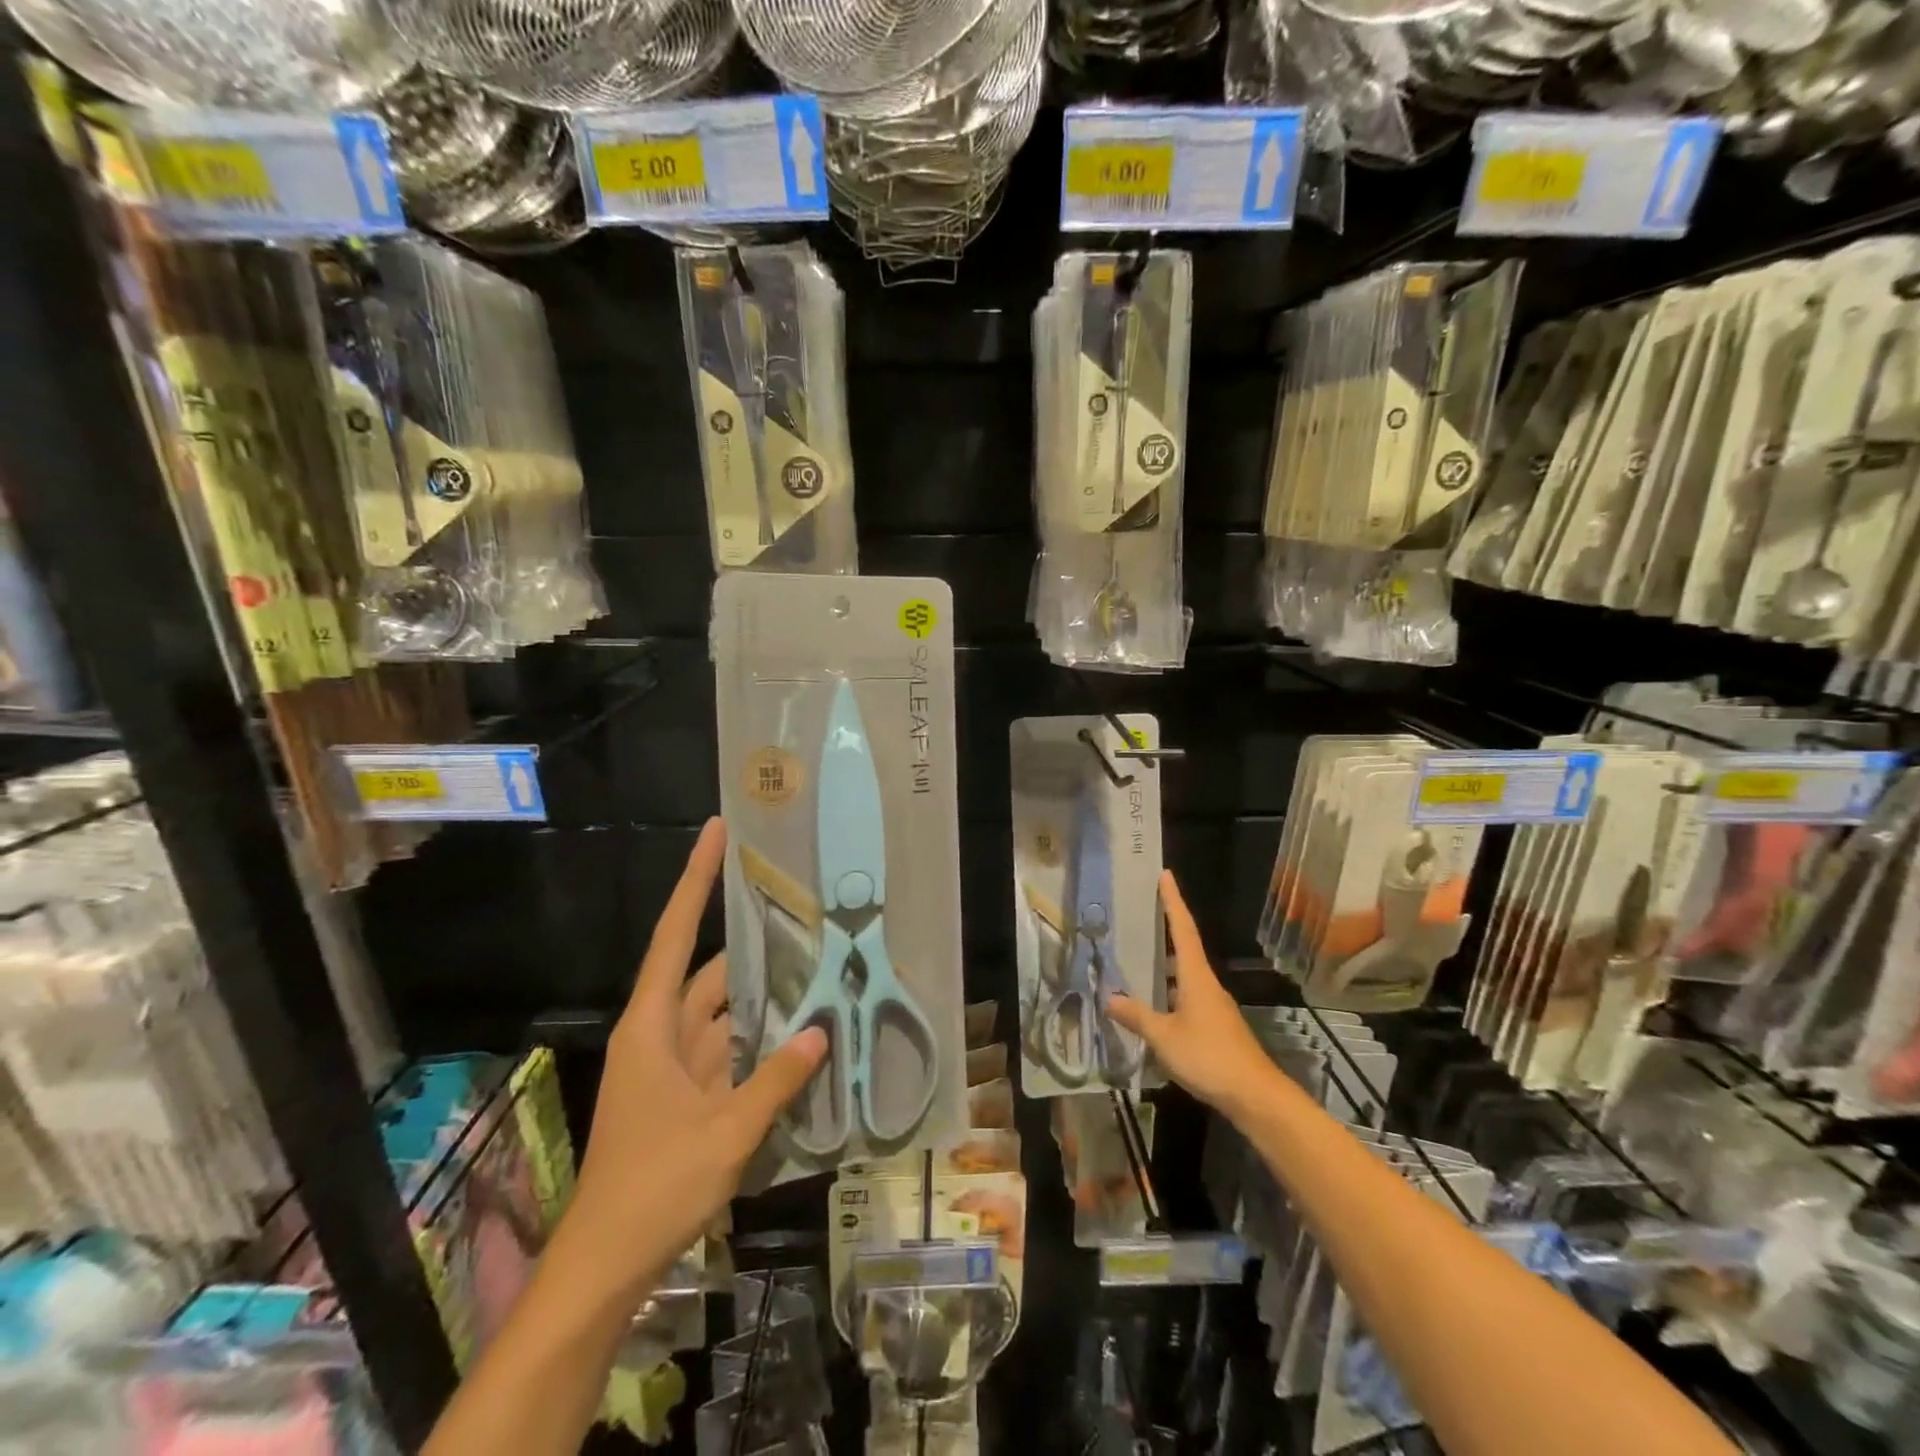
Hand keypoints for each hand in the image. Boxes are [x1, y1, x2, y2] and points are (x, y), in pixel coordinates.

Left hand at [566, 818, 826, 1302]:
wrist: (605, 1266)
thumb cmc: (654, 1187)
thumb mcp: (726, 1131)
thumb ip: (776, 1078)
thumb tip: (820, 1030)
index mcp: (652, 1026)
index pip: (675, 934)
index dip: (696, 880)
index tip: (716, 833)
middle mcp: (660, 1034)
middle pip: (709, 971)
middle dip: (753, 943)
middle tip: (803, 910)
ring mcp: (672, 1067)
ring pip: (723, 1012)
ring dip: (762, 995)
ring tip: (815, 964)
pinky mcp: (686, 1095)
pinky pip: (728, 1049)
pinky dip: (759, 1038)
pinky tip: (799, 1032)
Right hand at [1107, 870, 1278, 1120]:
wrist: (1256, 1096)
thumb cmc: (1209, 1057)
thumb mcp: (1164, 1037)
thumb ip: (1137, 1016)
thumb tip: (1109, 997)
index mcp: (1196, 977)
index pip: (1183, 929)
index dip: (1173, 901)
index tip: (1165, 875)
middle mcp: (1207, 985)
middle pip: (1185, 949)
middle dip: (1165, 930)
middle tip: (1141, 915)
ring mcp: (1215, 1006)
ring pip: (1186, 977)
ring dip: (1165, 967)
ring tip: (1137, 960)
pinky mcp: (1217, 1027)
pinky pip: (1188, 998)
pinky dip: (1170, 993)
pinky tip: (1154, 1007)